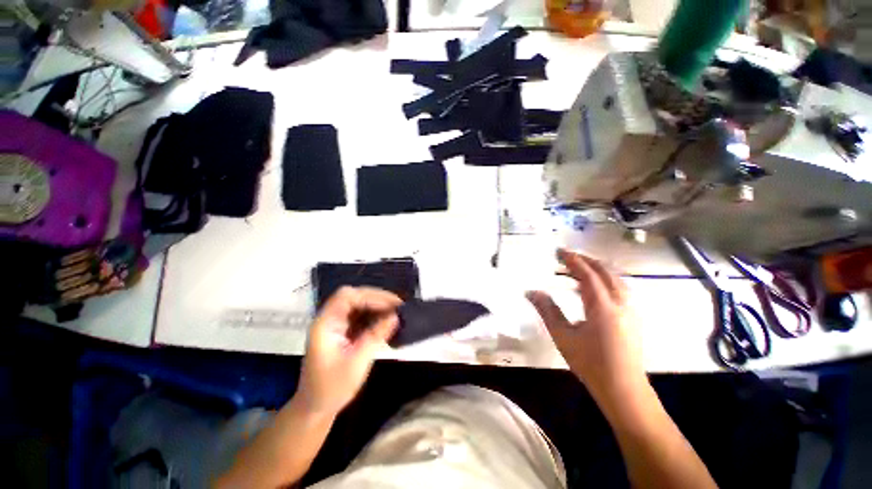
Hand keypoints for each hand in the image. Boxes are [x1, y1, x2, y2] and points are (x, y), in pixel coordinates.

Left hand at [296, 287, 400, 416]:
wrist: (316, 408)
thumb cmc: (332, 388)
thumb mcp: (357, 363)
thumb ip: (376, 336)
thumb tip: (395, 316)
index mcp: (326, 324)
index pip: (347, 297)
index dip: (371, 296)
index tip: (392, 304)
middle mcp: (330, 319)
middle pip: (354, 297)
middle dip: (377, 299)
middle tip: (398, 305)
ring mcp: (336, 325)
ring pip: (359, 305)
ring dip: (378, 306)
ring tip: (397, 312)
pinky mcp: (343, 331)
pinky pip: (360, 316)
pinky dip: (375, 316)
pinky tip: (387, 321)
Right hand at [526, 249, 645, 399]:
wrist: (623, 389)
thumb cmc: (590, 363)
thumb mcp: (563, 336)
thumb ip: (547, 310)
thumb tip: (531, 291)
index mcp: (602, 306)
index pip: (587, 274)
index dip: (573, 260)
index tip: (559, 251)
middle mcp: (620, 302)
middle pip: (605, 271)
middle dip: (586, 260)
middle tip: (567, 256)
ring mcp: (630, 309)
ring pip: (616, 278)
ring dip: (597, 268)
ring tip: (579, 266)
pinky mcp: (633, 316)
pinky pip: (620, 287)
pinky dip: (606, 279)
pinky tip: (595, 286)